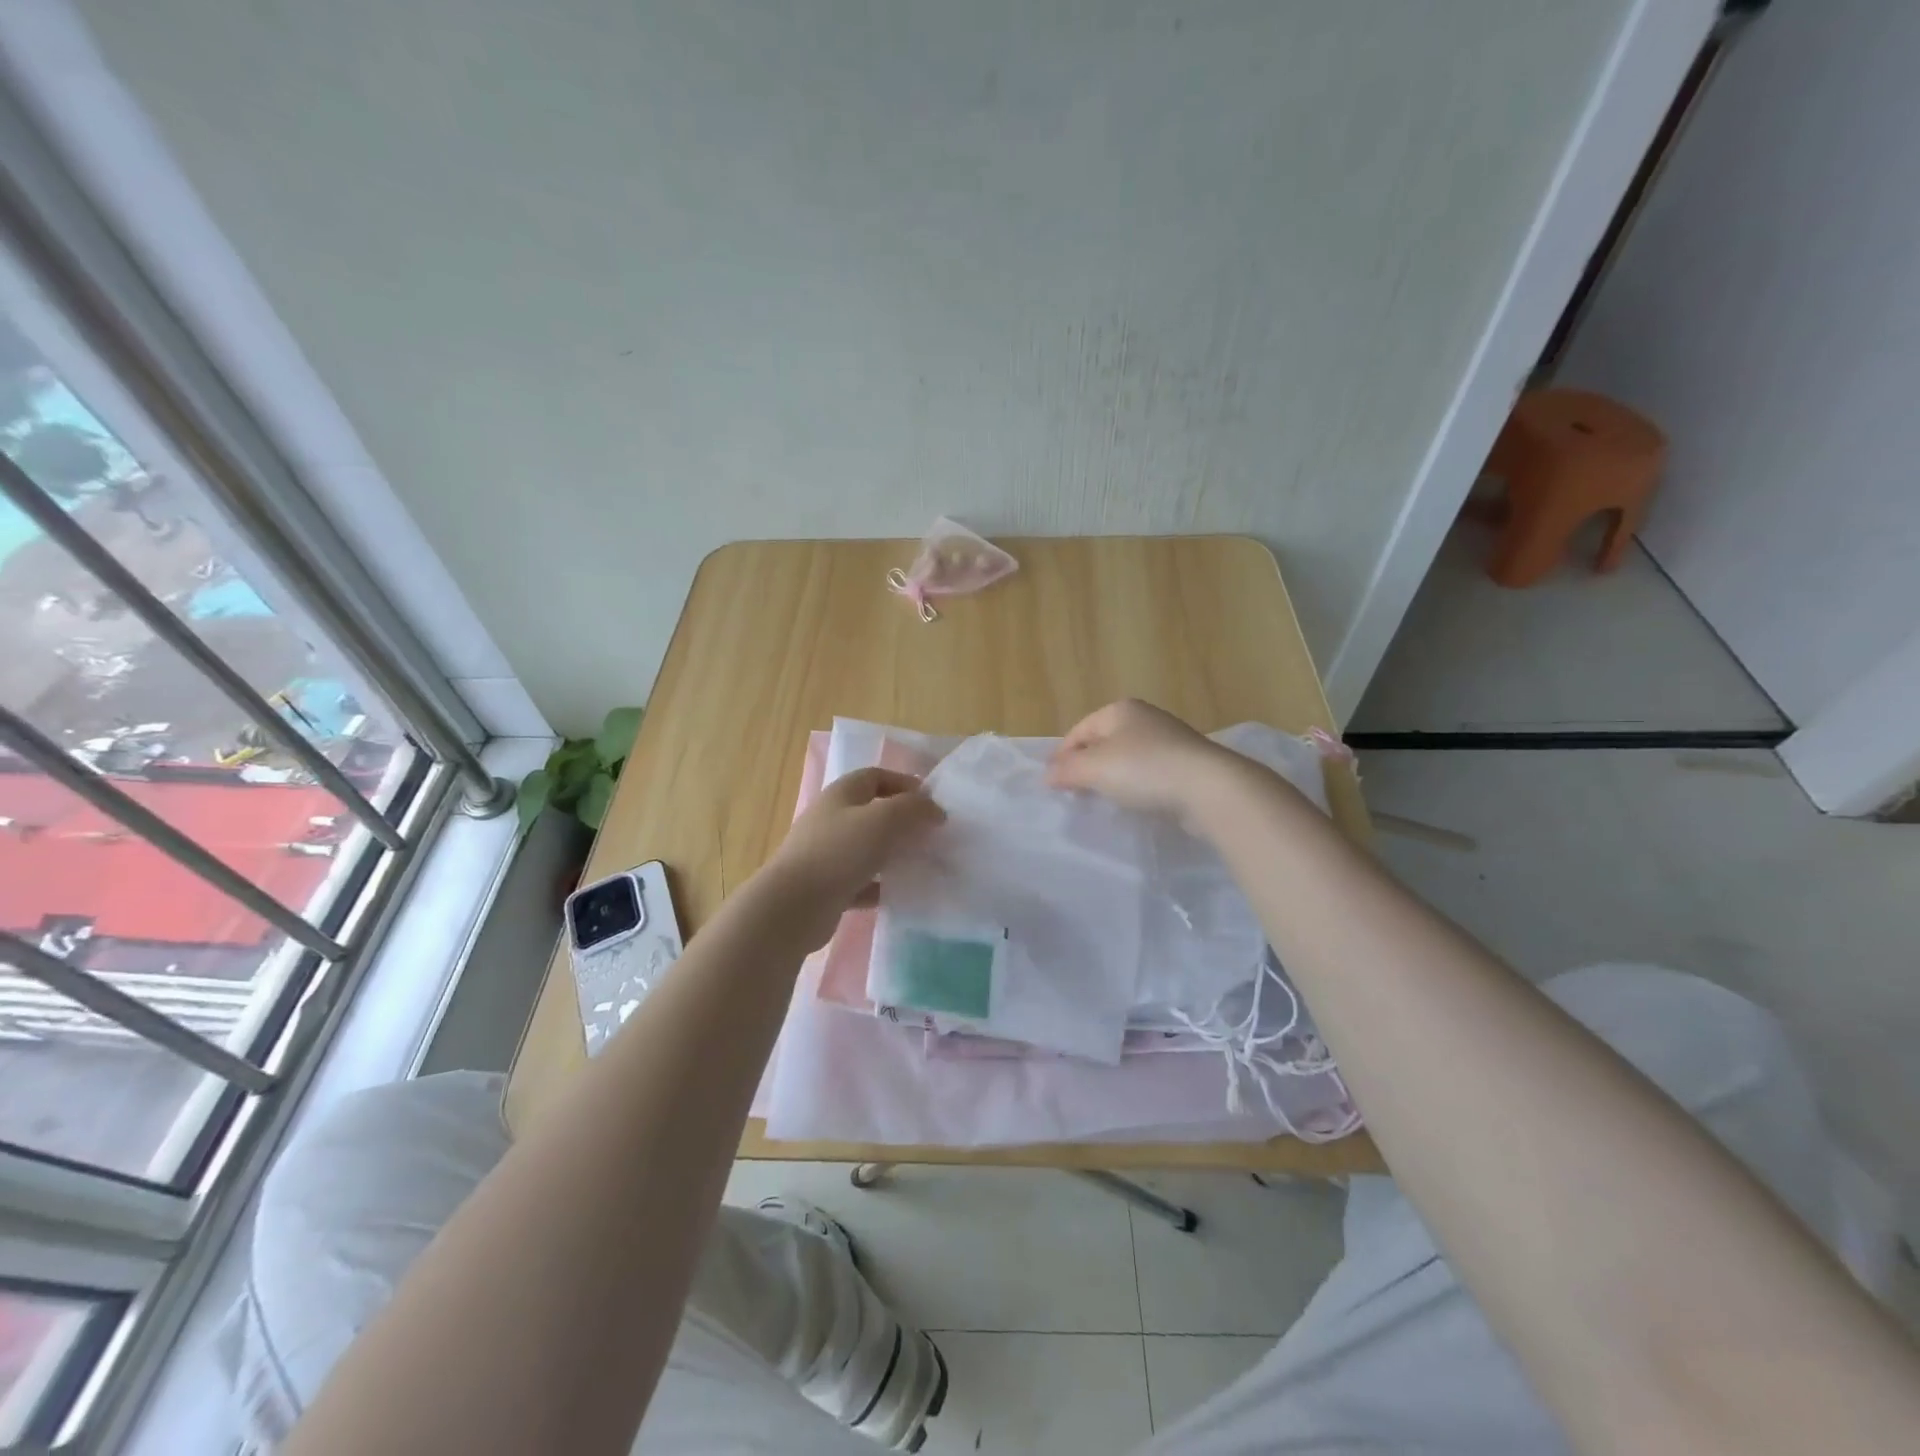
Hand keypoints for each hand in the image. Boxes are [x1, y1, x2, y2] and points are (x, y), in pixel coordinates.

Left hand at [760, 767, 943, 947]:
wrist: (793, 906)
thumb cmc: (839, 852)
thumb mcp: (883, 820)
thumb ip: (913, 808)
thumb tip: (934, 809)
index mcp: (842, 794)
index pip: (876, 776)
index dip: (905, 783)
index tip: (932, 802)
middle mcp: (832, 819)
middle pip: (873, 812)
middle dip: (903, 820)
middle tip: (932, 835)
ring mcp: (827, 854)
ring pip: (868, 848)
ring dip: (894, 854)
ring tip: (922, 864)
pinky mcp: (828, 887)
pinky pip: (862, 881)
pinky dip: (881, 885)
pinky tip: (900, 893)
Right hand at [1046, 699, 1238, 825]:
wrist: (1209, 787)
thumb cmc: (1144, 769)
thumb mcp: (1095, 768)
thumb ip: (1067, 770)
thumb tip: (1046, 774)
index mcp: (1120, 710)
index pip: (1080, 730)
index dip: (1062, 755)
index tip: (1052, 781)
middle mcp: (1145, 718)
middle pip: (1103, 742)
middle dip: (1086, 765)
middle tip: (1073, 791)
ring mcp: (1170, 740)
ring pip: (1127, 758)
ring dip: (1111, 776)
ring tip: (1101, 799)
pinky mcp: (1186, 764)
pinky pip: (1149, 773)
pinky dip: (1136, 785)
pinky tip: (1134, 802)